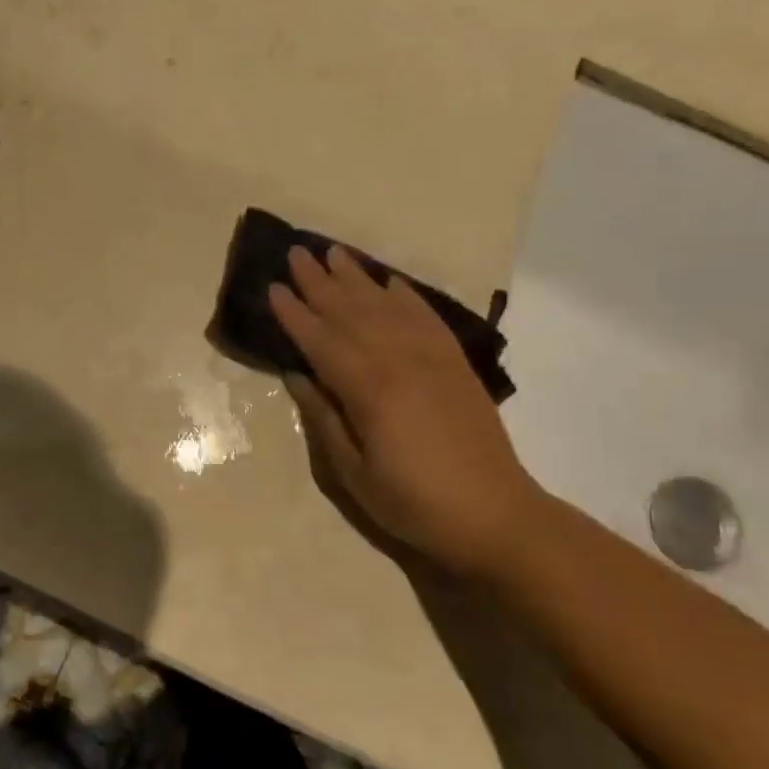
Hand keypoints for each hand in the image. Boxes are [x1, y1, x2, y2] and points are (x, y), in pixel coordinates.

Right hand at [269, 245, 544, 576]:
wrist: (495, 515)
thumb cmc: (415, 503)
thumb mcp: (354, 474)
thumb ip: (324, 419)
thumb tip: (297, 375)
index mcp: (368, 390)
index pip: (321, 340)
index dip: (294, 314)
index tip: (273, 286)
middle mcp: (399, 361)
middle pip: (351, 312)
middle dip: (319, 282)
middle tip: (296, 252)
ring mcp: (432, 357)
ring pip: (385, 306)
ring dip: (357, 278)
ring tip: (334, 253)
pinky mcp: (455, 362)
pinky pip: (426, 316)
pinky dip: (405, 295)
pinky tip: (390, 282)